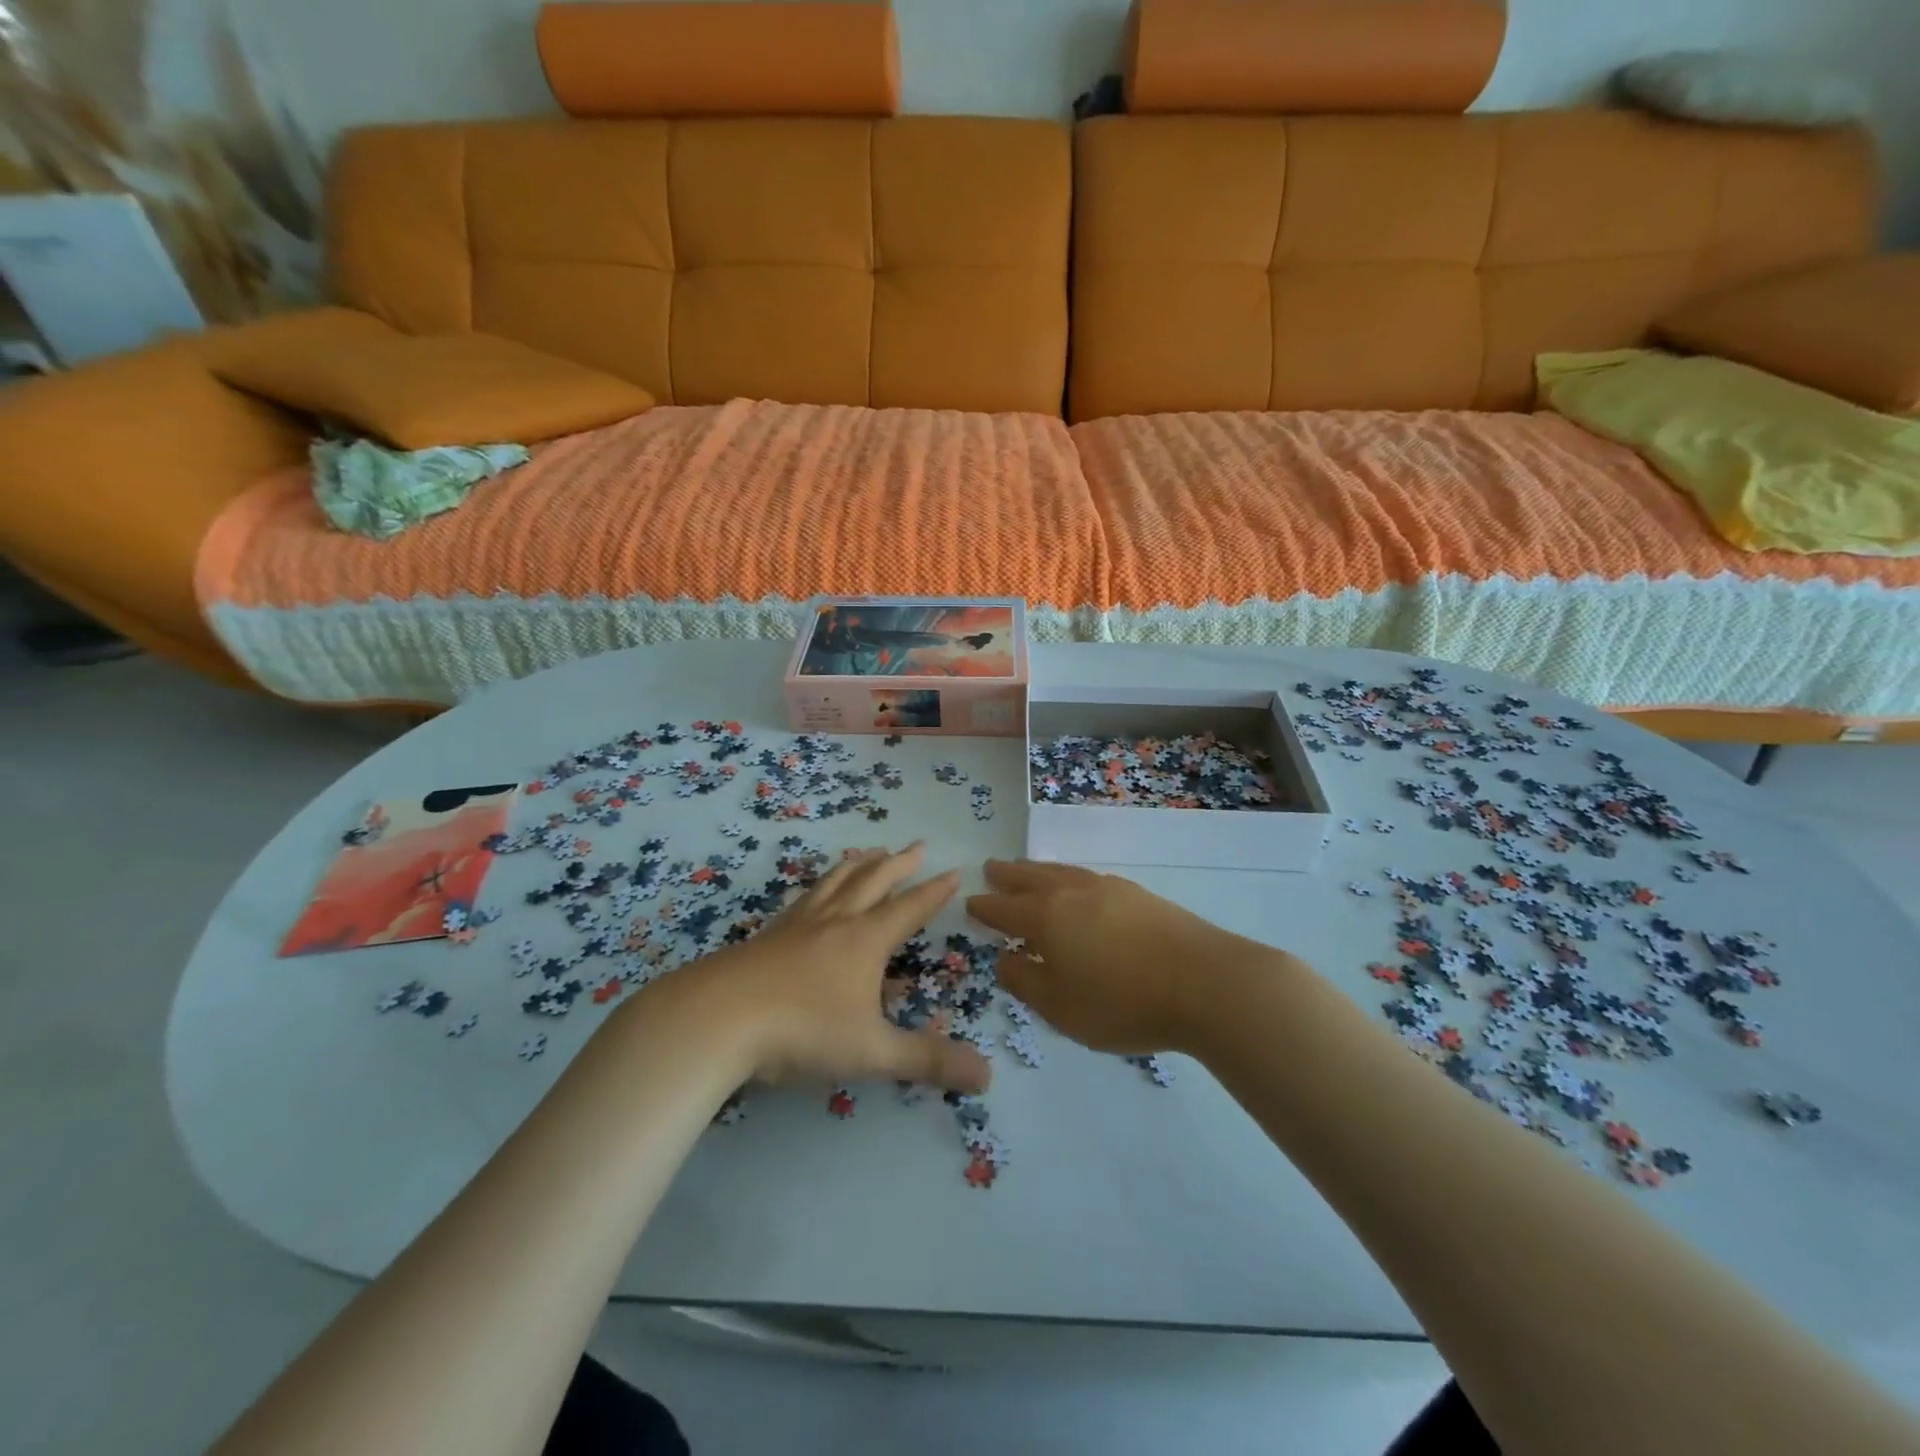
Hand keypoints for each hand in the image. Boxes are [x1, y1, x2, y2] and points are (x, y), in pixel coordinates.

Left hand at [652, 844, 990, 1093]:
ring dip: (857, 866)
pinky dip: (819, 886)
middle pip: (873, 882)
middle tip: (916, 846)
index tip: (953, 870)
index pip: (909, 908)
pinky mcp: (766, 936)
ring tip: (868, 853)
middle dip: (899, 864)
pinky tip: (811, 895)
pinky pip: (802, 899)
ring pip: (834, 883)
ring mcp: (797, 925)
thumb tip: (988, 1077)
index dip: (934, 891)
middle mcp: (835, 922)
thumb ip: (927, 1061)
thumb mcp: (871, 1051)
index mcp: (865, 940)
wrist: (717, 1018)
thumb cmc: (802, 1031)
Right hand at [966, 859, 1276, 1055]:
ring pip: (1062, 872)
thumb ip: (1025, 982)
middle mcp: (1072, 893)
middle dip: (1008, 876)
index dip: (985, 908)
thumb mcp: (1061, 1008)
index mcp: (1046, 918)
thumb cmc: (1123, 1002)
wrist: (1206, 983)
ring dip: (1038, 871)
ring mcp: (1108, 888)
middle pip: (1031, 878)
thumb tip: (1003, 959)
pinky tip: (1078, 887)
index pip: (1004, 909)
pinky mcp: (1138, 894)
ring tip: (1028, 871)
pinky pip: (1087, 877)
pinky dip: (1069, 877)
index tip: (971, 903)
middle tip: (991, 869)